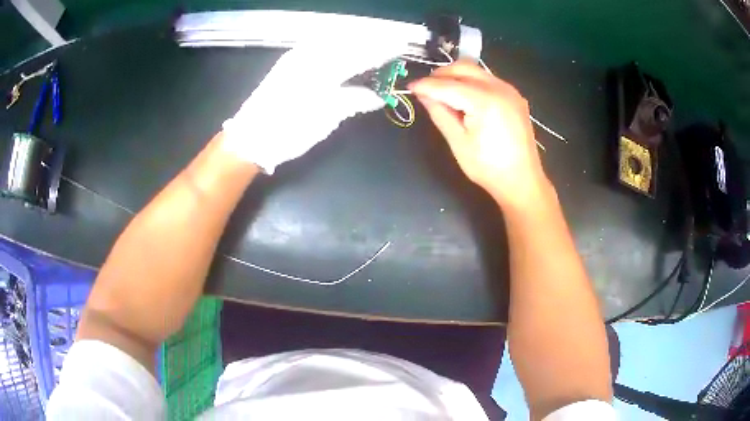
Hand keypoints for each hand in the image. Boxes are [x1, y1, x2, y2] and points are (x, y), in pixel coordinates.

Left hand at [222, 40, 406, 173]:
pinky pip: (316, 43)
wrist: (249, 137)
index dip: (382, 50)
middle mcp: (310, 56)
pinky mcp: (287, 62)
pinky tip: (341, 41)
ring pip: (332, 38)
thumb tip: (376, 96)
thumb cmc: (288, 132)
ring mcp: (296, 57)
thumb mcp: (325, 120)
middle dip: (371, 39)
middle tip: (391, 40)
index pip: (360, 54)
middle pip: (347, 41)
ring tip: (372, 39)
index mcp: (323, 71)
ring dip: (354, 37)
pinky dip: (334, 40)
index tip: (400, 46)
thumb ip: (352, 101)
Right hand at [409, 61, 550, 207]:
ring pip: (476, 71)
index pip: (448, 85)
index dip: (426, 85)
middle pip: (463, 68)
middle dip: (441, 75)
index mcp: (485, 100)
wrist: (522, 181)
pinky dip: (471, 83)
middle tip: (426, 89)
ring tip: (443, 94)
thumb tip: (423, 94)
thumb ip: (439, 112)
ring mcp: (509, 90)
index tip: (410, 86)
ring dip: (456, 76)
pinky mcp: (514, 96)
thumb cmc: (488, 167)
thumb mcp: (458, 142)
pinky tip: (465, 99)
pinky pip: (487, 80)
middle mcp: (499, 88)